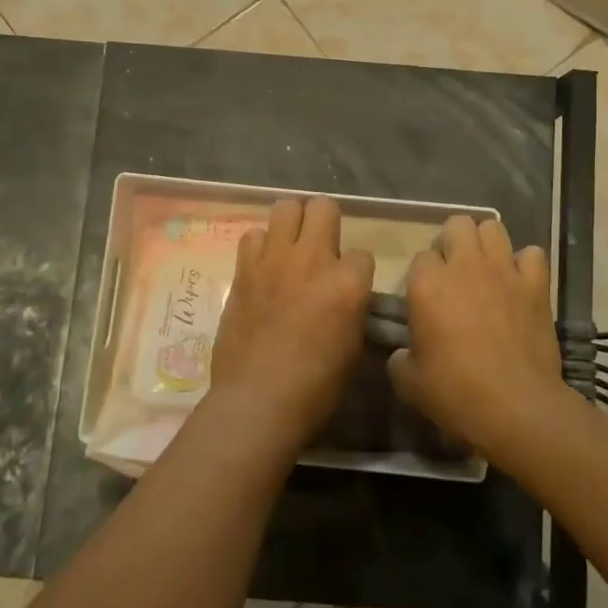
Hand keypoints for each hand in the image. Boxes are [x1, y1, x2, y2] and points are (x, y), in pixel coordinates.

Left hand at [208, 196, 373, 449]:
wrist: (257, 400)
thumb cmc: (315, 387)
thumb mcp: (353, 349)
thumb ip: (353, 311)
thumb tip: (349, 300)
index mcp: (348, 282)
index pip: (363, 254)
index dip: (357, 271)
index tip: (349, 288)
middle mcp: (313, 259)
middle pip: (324, 207)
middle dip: (327, 222)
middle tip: (321, 248)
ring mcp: (275, 259)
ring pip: (286, 207)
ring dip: (292, 224)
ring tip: (290, 248)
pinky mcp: (244, 268)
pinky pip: (253, 235)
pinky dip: (261, 246)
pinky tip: (263, 267)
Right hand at [387, 216, 568, 455]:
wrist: (515, 407)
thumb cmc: (455, 393)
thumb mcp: (408, 382)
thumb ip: (399, 358)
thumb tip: (402, 353)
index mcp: (427, 284)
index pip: (420, 257)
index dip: (423, 276)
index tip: (426, 298)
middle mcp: (464, 266)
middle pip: (457, 225)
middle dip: (453, 241)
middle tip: (454, 271)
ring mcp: (503, 271)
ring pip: (493, 227)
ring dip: (487, 243)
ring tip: (486, 267)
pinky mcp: (535, 285)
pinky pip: (532, 254)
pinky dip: (525, 264)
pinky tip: (520, 282)